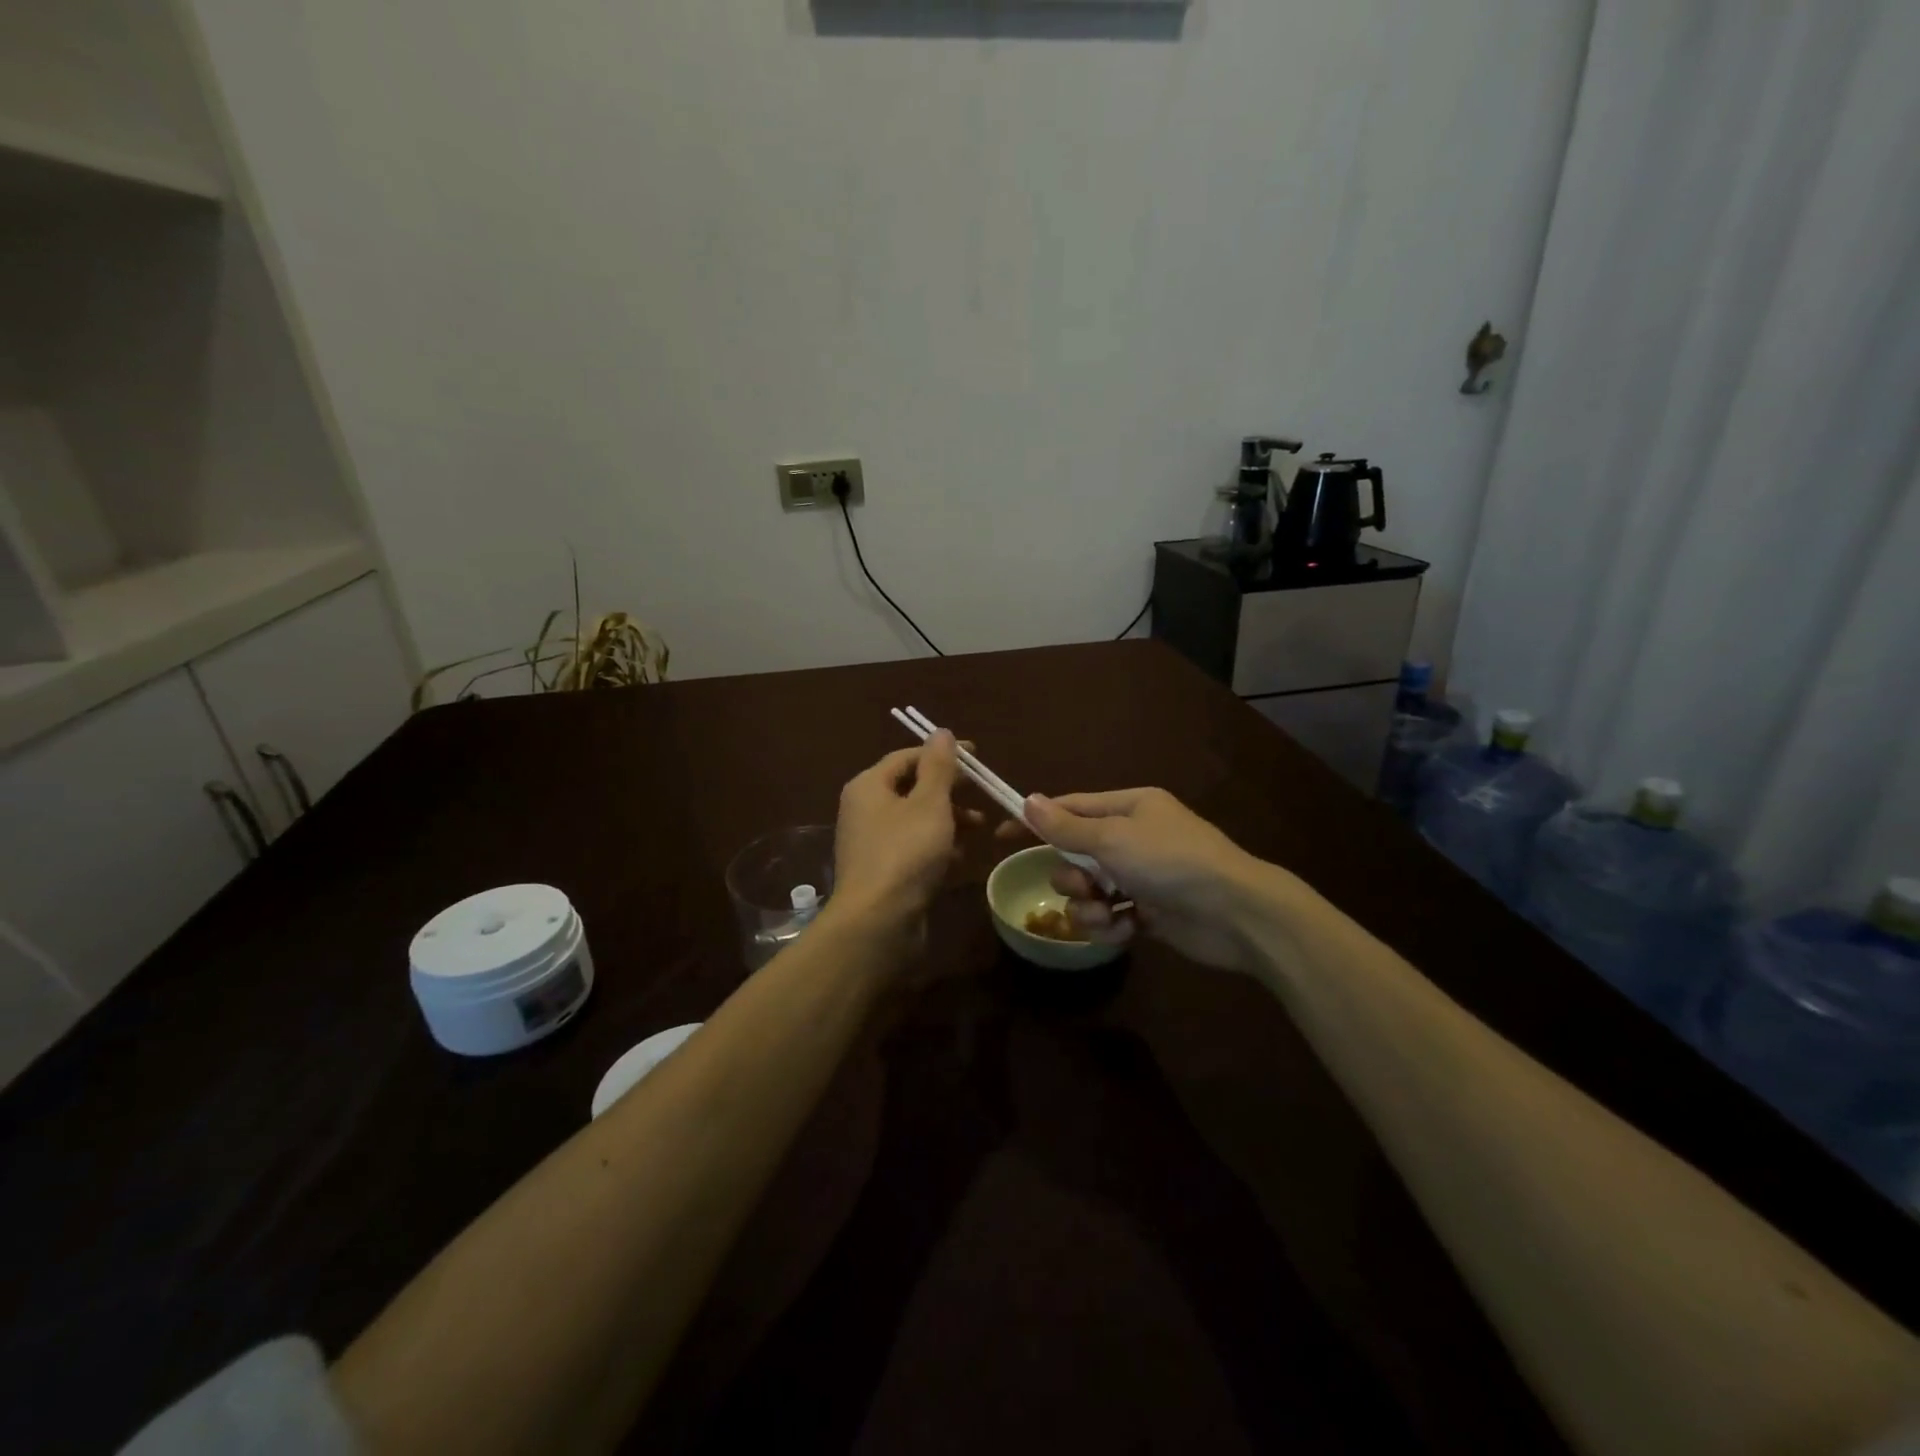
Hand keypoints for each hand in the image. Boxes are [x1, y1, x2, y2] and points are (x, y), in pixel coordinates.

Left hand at [830, 732, 961, 938]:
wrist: (878, 923)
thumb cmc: (905, 853)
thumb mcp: (929, 803)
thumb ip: (938, 766)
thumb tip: (940, 731)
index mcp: (869, 786)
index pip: (907, 757)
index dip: (943, 754)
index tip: (978, 757)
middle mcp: (865, 810)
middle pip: (911, 788)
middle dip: (949, 789)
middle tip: (982, 793)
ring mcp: (872, 844)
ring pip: (915, 820)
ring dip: (948, 819)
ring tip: (980, 827)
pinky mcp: (883, 872)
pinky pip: (913, 849)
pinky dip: (938, 847)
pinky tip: (961, 857)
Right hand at [1022, 788, 1282, 975]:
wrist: (1235, 913)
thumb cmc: (1171, 862)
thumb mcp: (1113, 839)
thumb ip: (1066, 827)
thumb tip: (1028, 800)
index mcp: (1128, 807)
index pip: (1070, 808)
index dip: (1036, 821)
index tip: (1002, 836)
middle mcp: (1132, 837)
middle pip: (1074, 854)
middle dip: (1072, 875)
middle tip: (1088, 884)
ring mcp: (1140, 876)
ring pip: (1087, 890)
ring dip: (1089, 906)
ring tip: (1109, 913)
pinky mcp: (1147, 912)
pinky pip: (1108, 915)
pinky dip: (1110, 924)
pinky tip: (1127, 929)